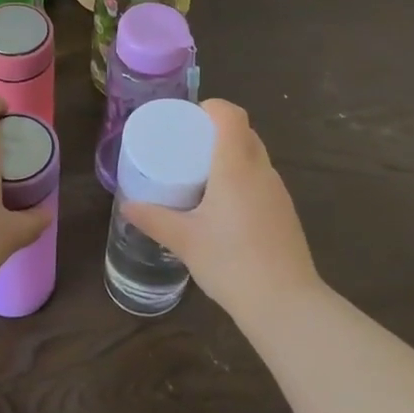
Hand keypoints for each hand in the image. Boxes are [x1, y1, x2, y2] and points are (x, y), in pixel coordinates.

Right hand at [121, 100, 320, 324]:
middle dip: (217, 131)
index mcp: (236, 165)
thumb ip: (154, 219)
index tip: (189, 120)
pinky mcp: (285, 211)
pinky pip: (262, 179)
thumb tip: (127, 206)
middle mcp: (261, 170)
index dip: (211, 108)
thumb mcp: (185, 241)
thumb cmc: (231, 263)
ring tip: (203, 175)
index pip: (231, 115)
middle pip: (244, 132)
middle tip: (188, 147)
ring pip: (255, 155)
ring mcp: (278, 191)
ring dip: (232, 155)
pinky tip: (226, 206)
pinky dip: (244, 178)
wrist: (286, 304)